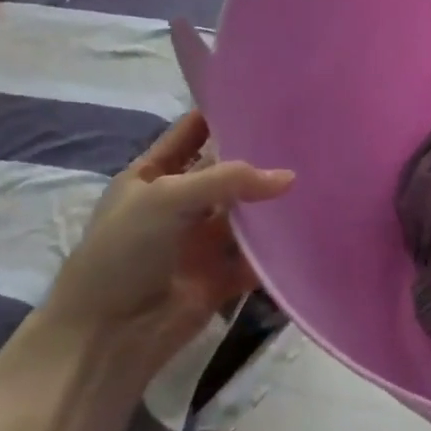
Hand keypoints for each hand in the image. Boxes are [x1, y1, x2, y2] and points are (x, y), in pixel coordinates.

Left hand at [40, 112, 293, 373]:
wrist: (108, 335)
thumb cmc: (124, 253)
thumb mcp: (167, 198)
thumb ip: (229, 180)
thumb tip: (290, 178)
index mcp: (154, 175)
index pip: (193, 131)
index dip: (223, 111)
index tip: (267, 95)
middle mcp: (182, 202)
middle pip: (228, 170)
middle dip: (262, 155)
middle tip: (309, 134)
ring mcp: (203, 238)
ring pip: (248, 211)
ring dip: (275, 200)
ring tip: (322, 174)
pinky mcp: (224, 273)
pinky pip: (259, 253)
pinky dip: (281, 244)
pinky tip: (312, 225)